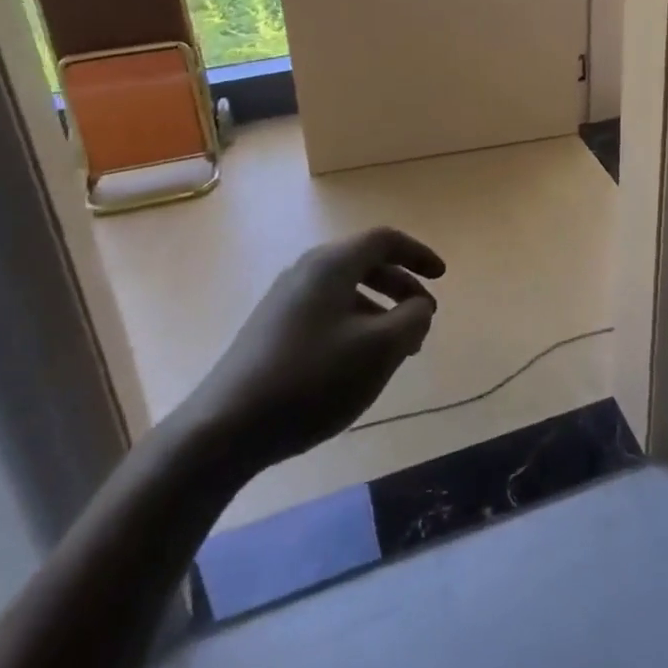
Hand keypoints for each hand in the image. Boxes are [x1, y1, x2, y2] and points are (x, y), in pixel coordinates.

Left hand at [188, 227, 444, 469]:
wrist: (226, 427)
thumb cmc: (312, 379)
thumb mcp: (379, 350)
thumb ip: (411, 319)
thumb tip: (420, 305)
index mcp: (332, 264)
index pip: (384, 240)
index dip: (418, 254)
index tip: (442, 277)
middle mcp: (307, 270)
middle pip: (365, 263)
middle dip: (401, 287)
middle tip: (423, 319)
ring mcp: (285, 299)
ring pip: (346, 291)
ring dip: (379, 311)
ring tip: (396, 350)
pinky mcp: (271, 328)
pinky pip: (326, 311)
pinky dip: (354, 325)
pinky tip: (357, 364)